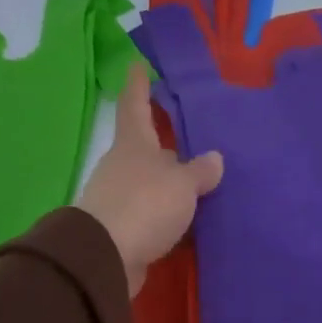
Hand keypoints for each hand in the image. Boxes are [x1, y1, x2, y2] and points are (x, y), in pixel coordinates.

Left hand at [77, 65, 223, 295]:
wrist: (107, 257)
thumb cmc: (145, 205)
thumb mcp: (181, 184)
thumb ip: (200, 171)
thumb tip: (214, 159)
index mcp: (134, 145)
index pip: (135, 106)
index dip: (138, 86)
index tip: (138, 65)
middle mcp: (123, 167)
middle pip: (145, 149)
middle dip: (164, 145)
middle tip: (190, 140)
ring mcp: (120, 199)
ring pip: (150, 184)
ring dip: (169, 185)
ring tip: (199, 186)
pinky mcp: (123, 230)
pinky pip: (152, 215)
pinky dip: (168, 216)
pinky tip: (188, 222)